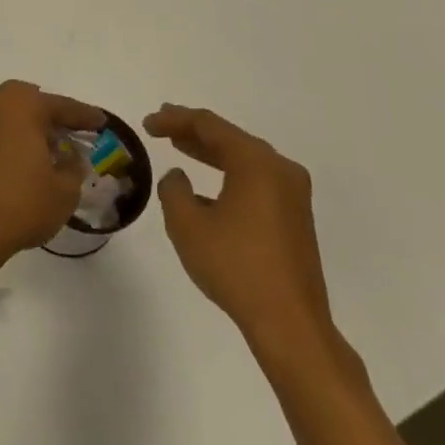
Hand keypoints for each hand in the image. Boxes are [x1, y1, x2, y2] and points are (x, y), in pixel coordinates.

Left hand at [0, 80, 104, 258]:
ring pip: (12, 113)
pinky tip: (29, 158)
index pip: (62, 106)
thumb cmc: (22, 202)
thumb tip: (70, 157)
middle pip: (31, 101)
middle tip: (72, 131)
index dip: (85, 116)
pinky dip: (15, 136)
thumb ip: (73, 167)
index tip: (102, 122)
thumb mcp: (64, 190)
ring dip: (32, 124)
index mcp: (23, 105)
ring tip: (53, 147)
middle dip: (52, 113)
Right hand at [145, 105, 335, 358]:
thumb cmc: (235, 267)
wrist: (290, 325)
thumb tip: (178, 177)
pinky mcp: (295, 217)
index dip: (175, 119)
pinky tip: (208, 188)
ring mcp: (293, 194)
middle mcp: (280, 169)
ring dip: (211, 152)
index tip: (148, 124)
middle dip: (194, 131)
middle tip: (163, 126)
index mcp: (256, 163)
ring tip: (180, 146)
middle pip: (230, 138)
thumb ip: (173, 189)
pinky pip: (256, 180)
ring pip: (244, 159)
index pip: (209, 125)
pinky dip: (229, 174)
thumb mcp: (187, 224)